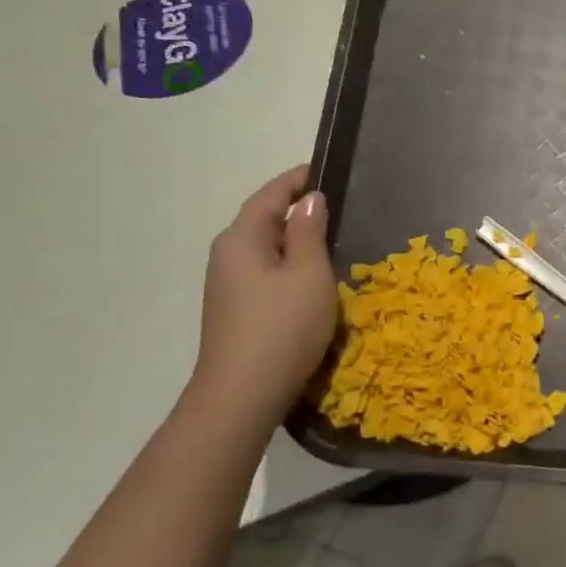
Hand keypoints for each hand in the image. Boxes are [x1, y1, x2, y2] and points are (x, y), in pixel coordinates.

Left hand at [190, 166, 337, 425]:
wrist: (242, 395)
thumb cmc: (282, 327)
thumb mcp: (309, 274)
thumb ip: (309, 232)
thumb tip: (310, 200)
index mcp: (241, 239)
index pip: (270, 195)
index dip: (297, 180)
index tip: (326, 171)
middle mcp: (227, 256)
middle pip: (263, 220)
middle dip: (297, 210)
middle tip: (338, 207)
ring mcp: (228, 285)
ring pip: (265, 249)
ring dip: (295, 240)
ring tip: (332, 240)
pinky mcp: (235, 310)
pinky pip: (265, 273)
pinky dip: (288, 265)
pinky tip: (311, 279)